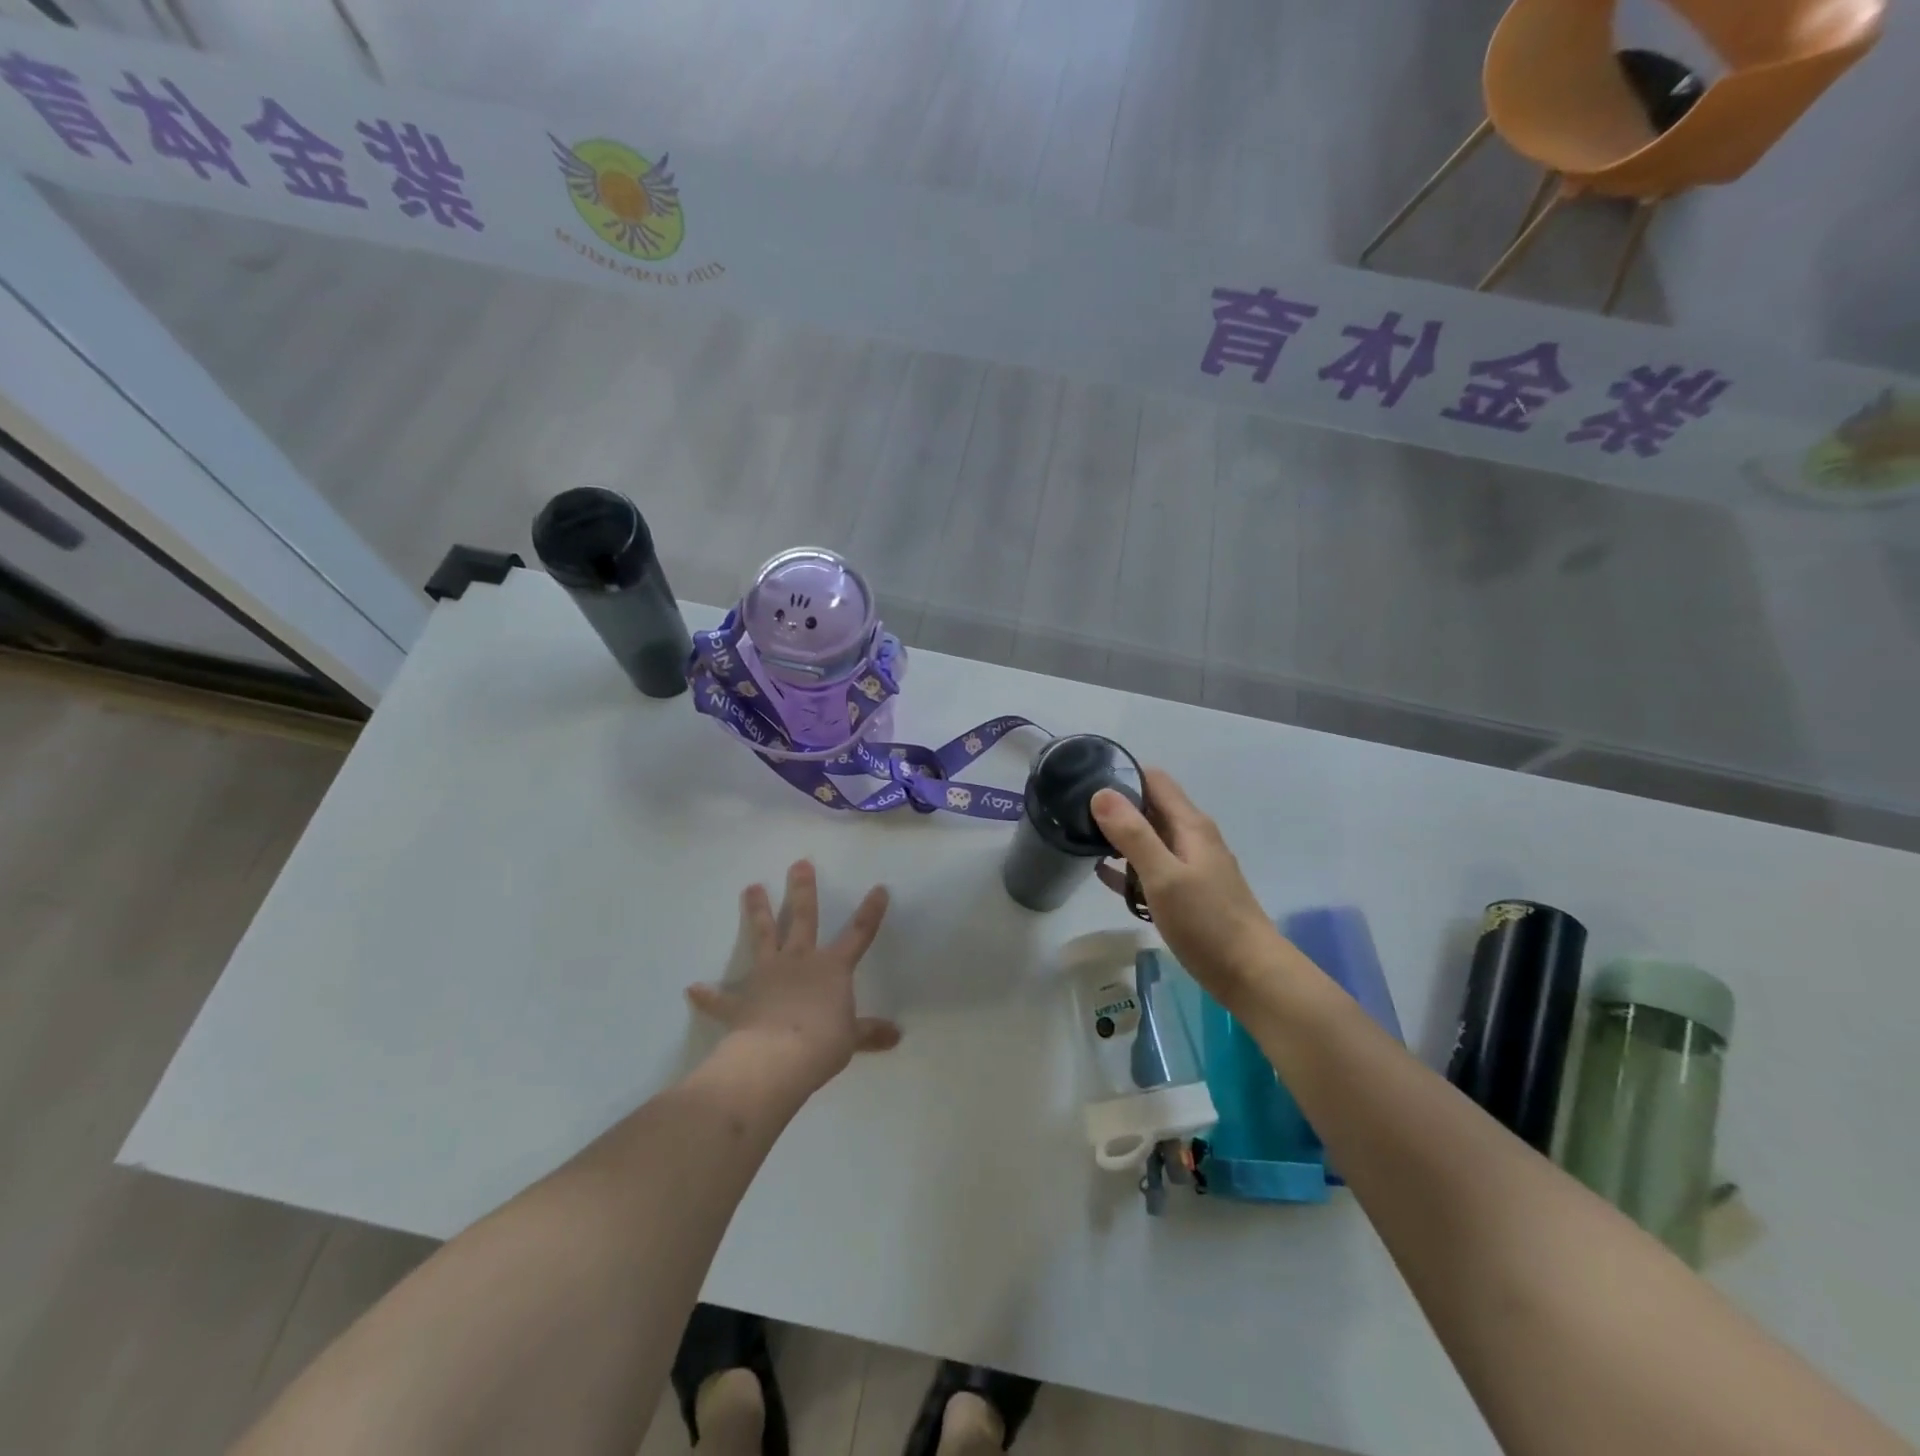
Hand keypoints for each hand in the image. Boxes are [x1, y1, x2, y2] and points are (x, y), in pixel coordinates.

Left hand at [686, 860, 900, 1090]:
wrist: (777, 1058)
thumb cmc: (822, 1043)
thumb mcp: (852, 1039)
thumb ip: (870, 1032)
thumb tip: (897, 1035)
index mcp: (832, 968)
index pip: (858, 933)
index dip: (870, 912)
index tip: (878, 888)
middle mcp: (799, 961)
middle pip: (803, 918)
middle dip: (802, 889)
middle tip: (799, 863)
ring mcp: (767, 976)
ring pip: (763, 936)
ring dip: (758, 911)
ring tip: (751, 887)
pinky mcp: (741, 1001)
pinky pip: (721, 999)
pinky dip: (708, 995)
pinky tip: (693, 989)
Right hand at [1092, 768, 1290, 1010]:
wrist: (1251, 975)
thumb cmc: (1207, 922)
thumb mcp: (1163, 876)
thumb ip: (1133, 834)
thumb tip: (1101, 793)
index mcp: (1190, 825)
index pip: (1155, 780)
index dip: (1122, 775)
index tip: (1085, 783)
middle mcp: (1192, 838)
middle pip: (1150, 807)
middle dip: (1116, 806)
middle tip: (1073, 813)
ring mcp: (1191, 866)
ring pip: (1149, 839)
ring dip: (1119, 837)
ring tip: (1080, 840)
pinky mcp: (1187, 893)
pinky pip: (1151, 868)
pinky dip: (1128, 867)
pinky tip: (1102, 875)